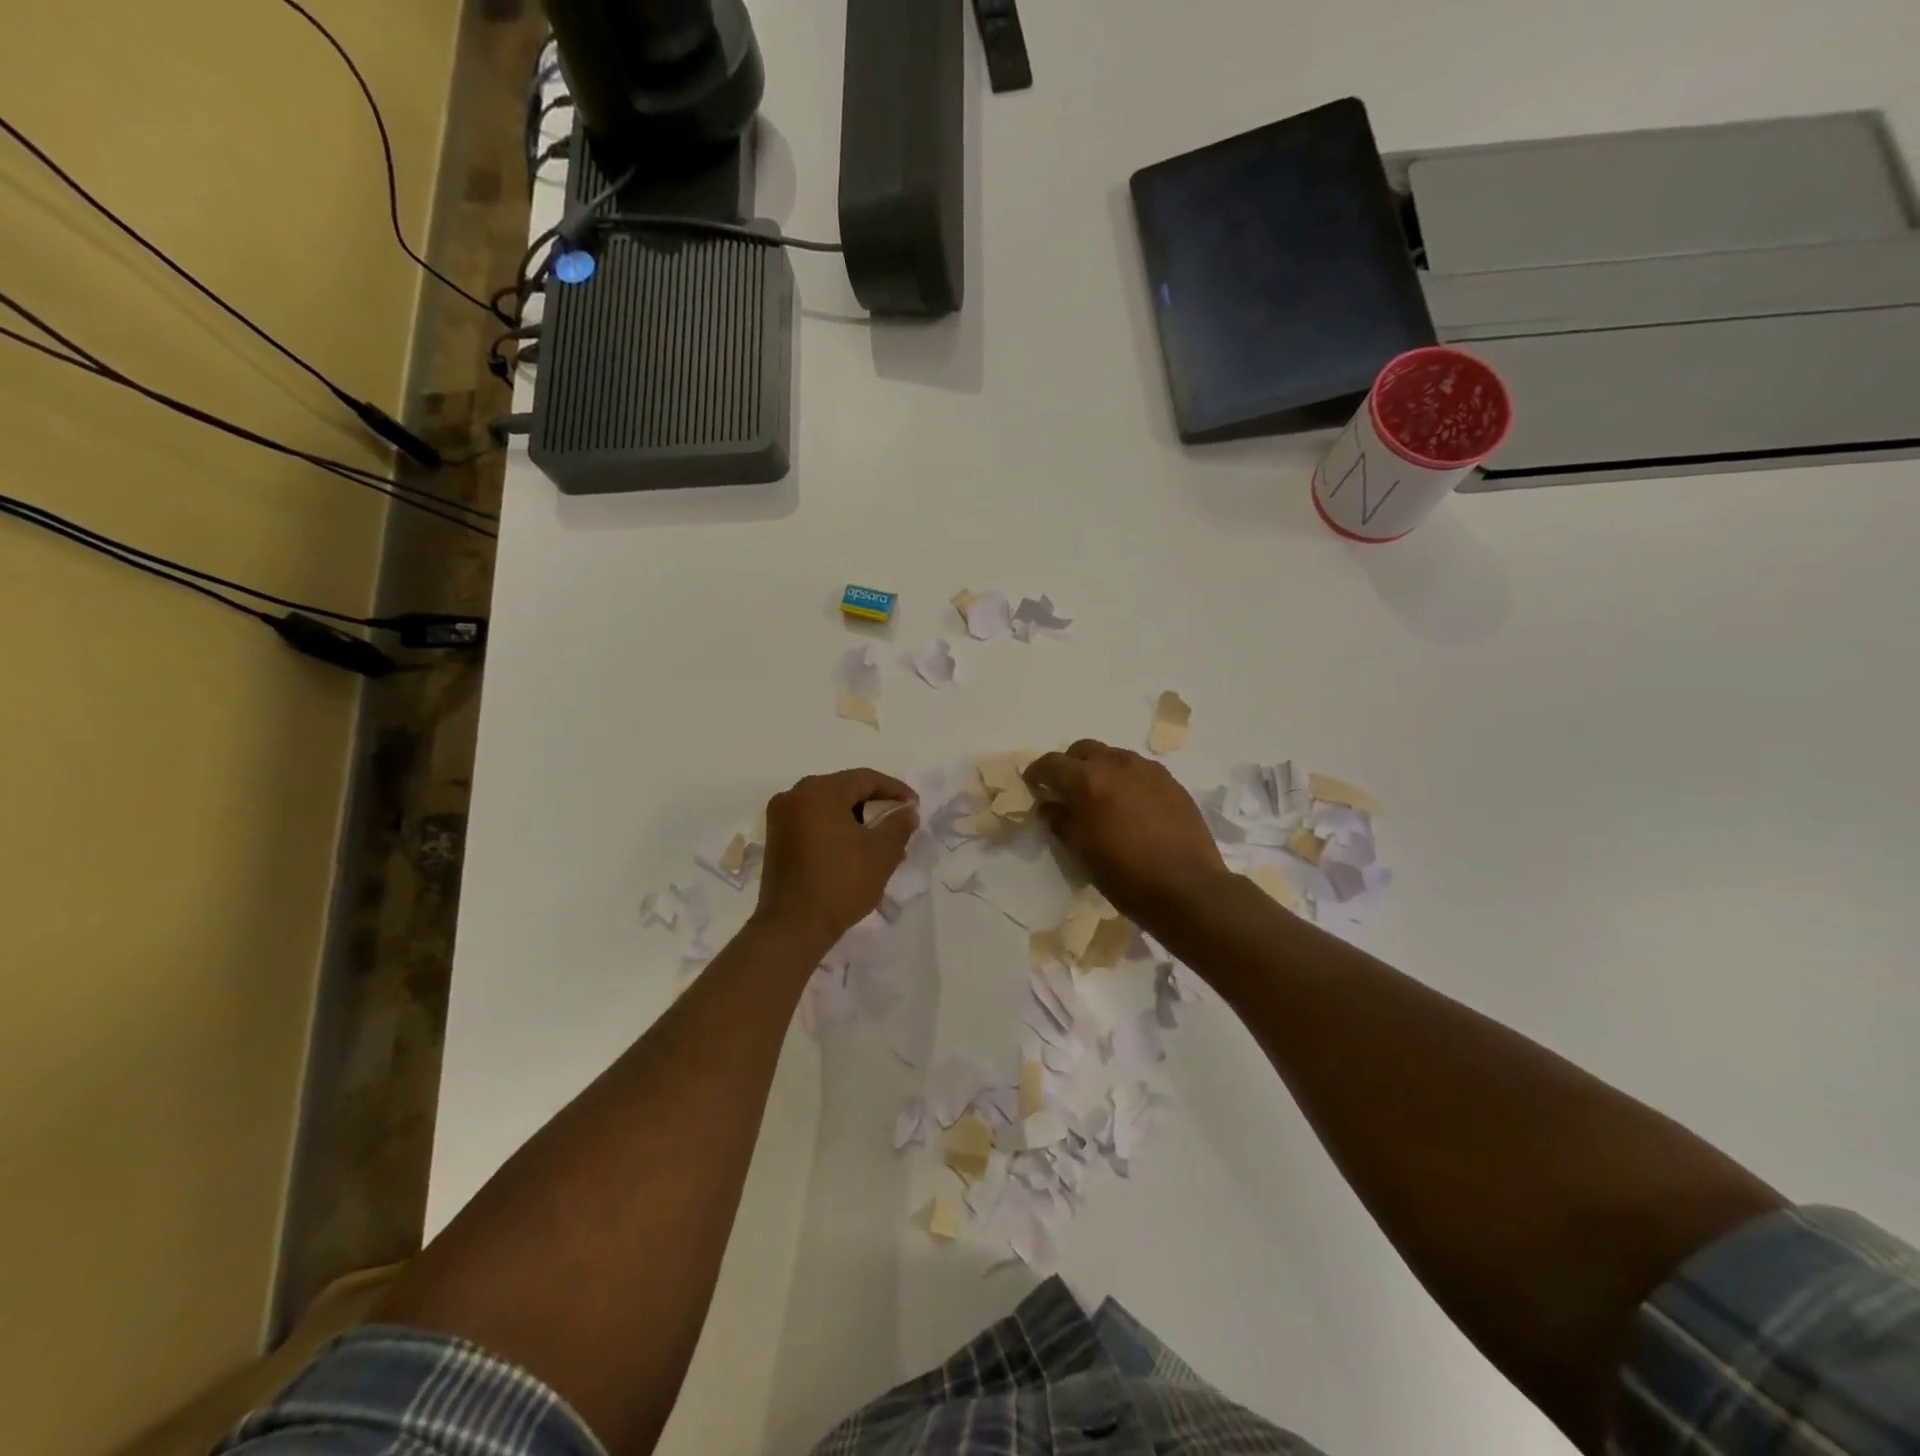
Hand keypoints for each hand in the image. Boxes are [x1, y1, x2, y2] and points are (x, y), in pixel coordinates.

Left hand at [754, 769, 918, 945]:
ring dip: (856, 819)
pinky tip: (854, 850)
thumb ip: (899, 824)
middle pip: (844, 790)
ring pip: (828, 807)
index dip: (894, 790)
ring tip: (880, 840)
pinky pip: (813, 823)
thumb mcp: (882, 852)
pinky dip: (836, 830)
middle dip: (875, 805)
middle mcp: (794, 796)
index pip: (865, 779)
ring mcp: (780, 819)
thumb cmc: (841, 882)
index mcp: (819, 791)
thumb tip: (907, 811)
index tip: (915, 806)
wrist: (793, 927)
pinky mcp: (776, 840)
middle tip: (899, 822)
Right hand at [1023, 740, 1227, 925]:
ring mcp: (1148, 770)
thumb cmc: (1125, 875)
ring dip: (1100, 770)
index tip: (1033, 786)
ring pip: (1113, 757)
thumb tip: (1051, 806)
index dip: (1037, 773)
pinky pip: (1139, 770)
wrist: (1187, 888)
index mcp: (1088, 780)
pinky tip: (1129, 806)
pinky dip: (1126, 780)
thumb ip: (1061, 821)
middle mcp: (1117, 764)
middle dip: (1069, 765)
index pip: (1052, 763)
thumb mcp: (1081, 852)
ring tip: (1100, 797)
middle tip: (1066, 790)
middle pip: (1083, 750)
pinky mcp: (1171, 782)